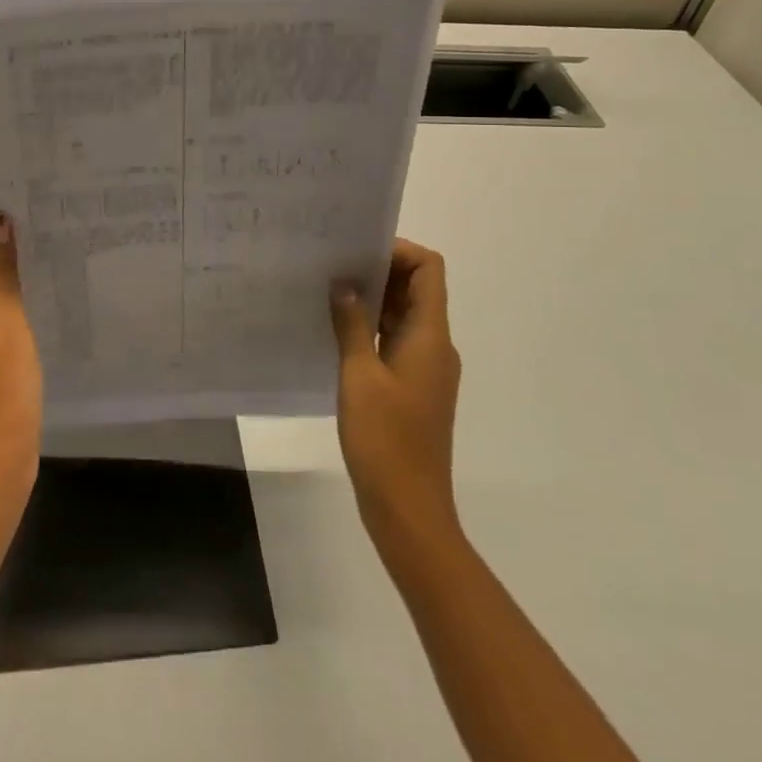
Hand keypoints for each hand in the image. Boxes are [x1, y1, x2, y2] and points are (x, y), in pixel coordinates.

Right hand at [331, 239, 461, 551]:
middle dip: (378, 271)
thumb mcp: (359, 376)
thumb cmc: (386, 440)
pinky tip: (335, 331)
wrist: (409, 509)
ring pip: (403, 315)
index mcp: (430, 336)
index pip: (428, 269)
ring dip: (372, 300)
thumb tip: (344, 283)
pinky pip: (394, 341)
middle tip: (332, 265)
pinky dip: (370, 328)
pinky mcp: (412, 387)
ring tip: (327, 291)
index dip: (398, 251)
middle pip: (416, 288)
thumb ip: (351, 325)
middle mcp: (434, 345)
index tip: (356, 252)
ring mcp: (425, 368)